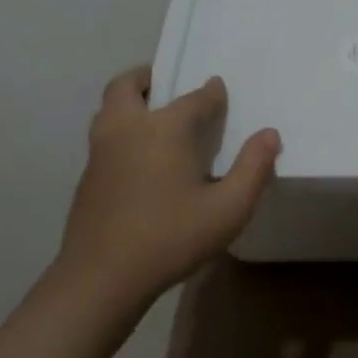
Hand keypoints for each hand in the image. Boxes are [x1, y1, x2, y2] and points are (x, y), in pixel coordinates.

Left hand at [57, 66, 281, 300]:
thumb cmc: (170, 238)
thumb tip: (269, 134)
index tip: (220, 91)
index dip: (212, 93)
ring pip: (109, 109)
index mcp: (163, 128)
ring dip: (130, 103)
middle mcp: (127, 128)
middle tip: (169, 86)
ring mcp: (100, 152)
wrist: (100, 280)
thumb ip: (253, 168)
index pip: (194, 98)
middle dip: (149, 78)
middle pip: (128, 85)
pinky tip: (141, 160)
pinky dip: (121, 131)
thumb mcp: (228, 209)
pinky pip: (104, 136)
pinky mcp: (87, 177)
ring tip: (155, 119)